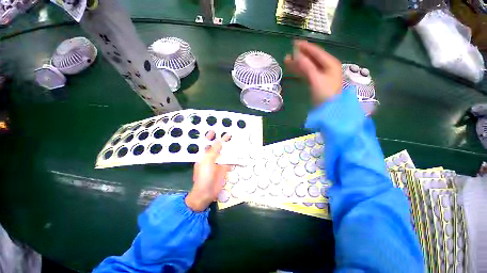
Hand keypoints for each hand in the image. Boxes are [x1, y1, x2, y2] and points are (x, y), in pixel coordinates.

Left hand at [185, 131, 230, 211]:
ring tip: (235, 142)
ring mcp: (218, 163)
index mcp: (204, 155)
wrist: (206, 192)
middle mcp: (211, 158)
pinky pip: (229, 161)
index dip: (210, 137)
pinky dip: (234, 157)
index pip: (207, 143)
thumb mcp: (207, 161)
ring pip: (224, 153)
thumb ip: (214, 150)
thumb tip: (219, 141)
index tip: (214, 130)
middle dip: (222, 141)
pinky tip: (238, 153)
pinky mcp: (224, 168)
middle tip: (229, 135)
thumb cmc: (204, 176)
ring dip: (229, 148)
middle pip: (217, 147)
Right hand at [285, 40, 342, 104]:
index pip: (316, 52)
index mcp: (330, 64)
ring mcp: (320, 74)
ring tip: (286, 60)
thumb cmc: (325, 94)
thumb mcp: (316, 79)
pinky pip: (306, 73)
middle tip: (289, 52)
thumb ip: (307, 67)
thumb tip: (298, 56)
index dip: (305, 47)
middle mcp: (326, 67)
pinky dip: (299, 71)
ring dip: (297, 63)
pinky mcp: (315, 81)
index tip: (294, 43)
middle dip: (300, 55)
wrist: (329, 109)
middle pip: (311, 58)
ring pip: (307, 66)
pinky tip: (292, 69)